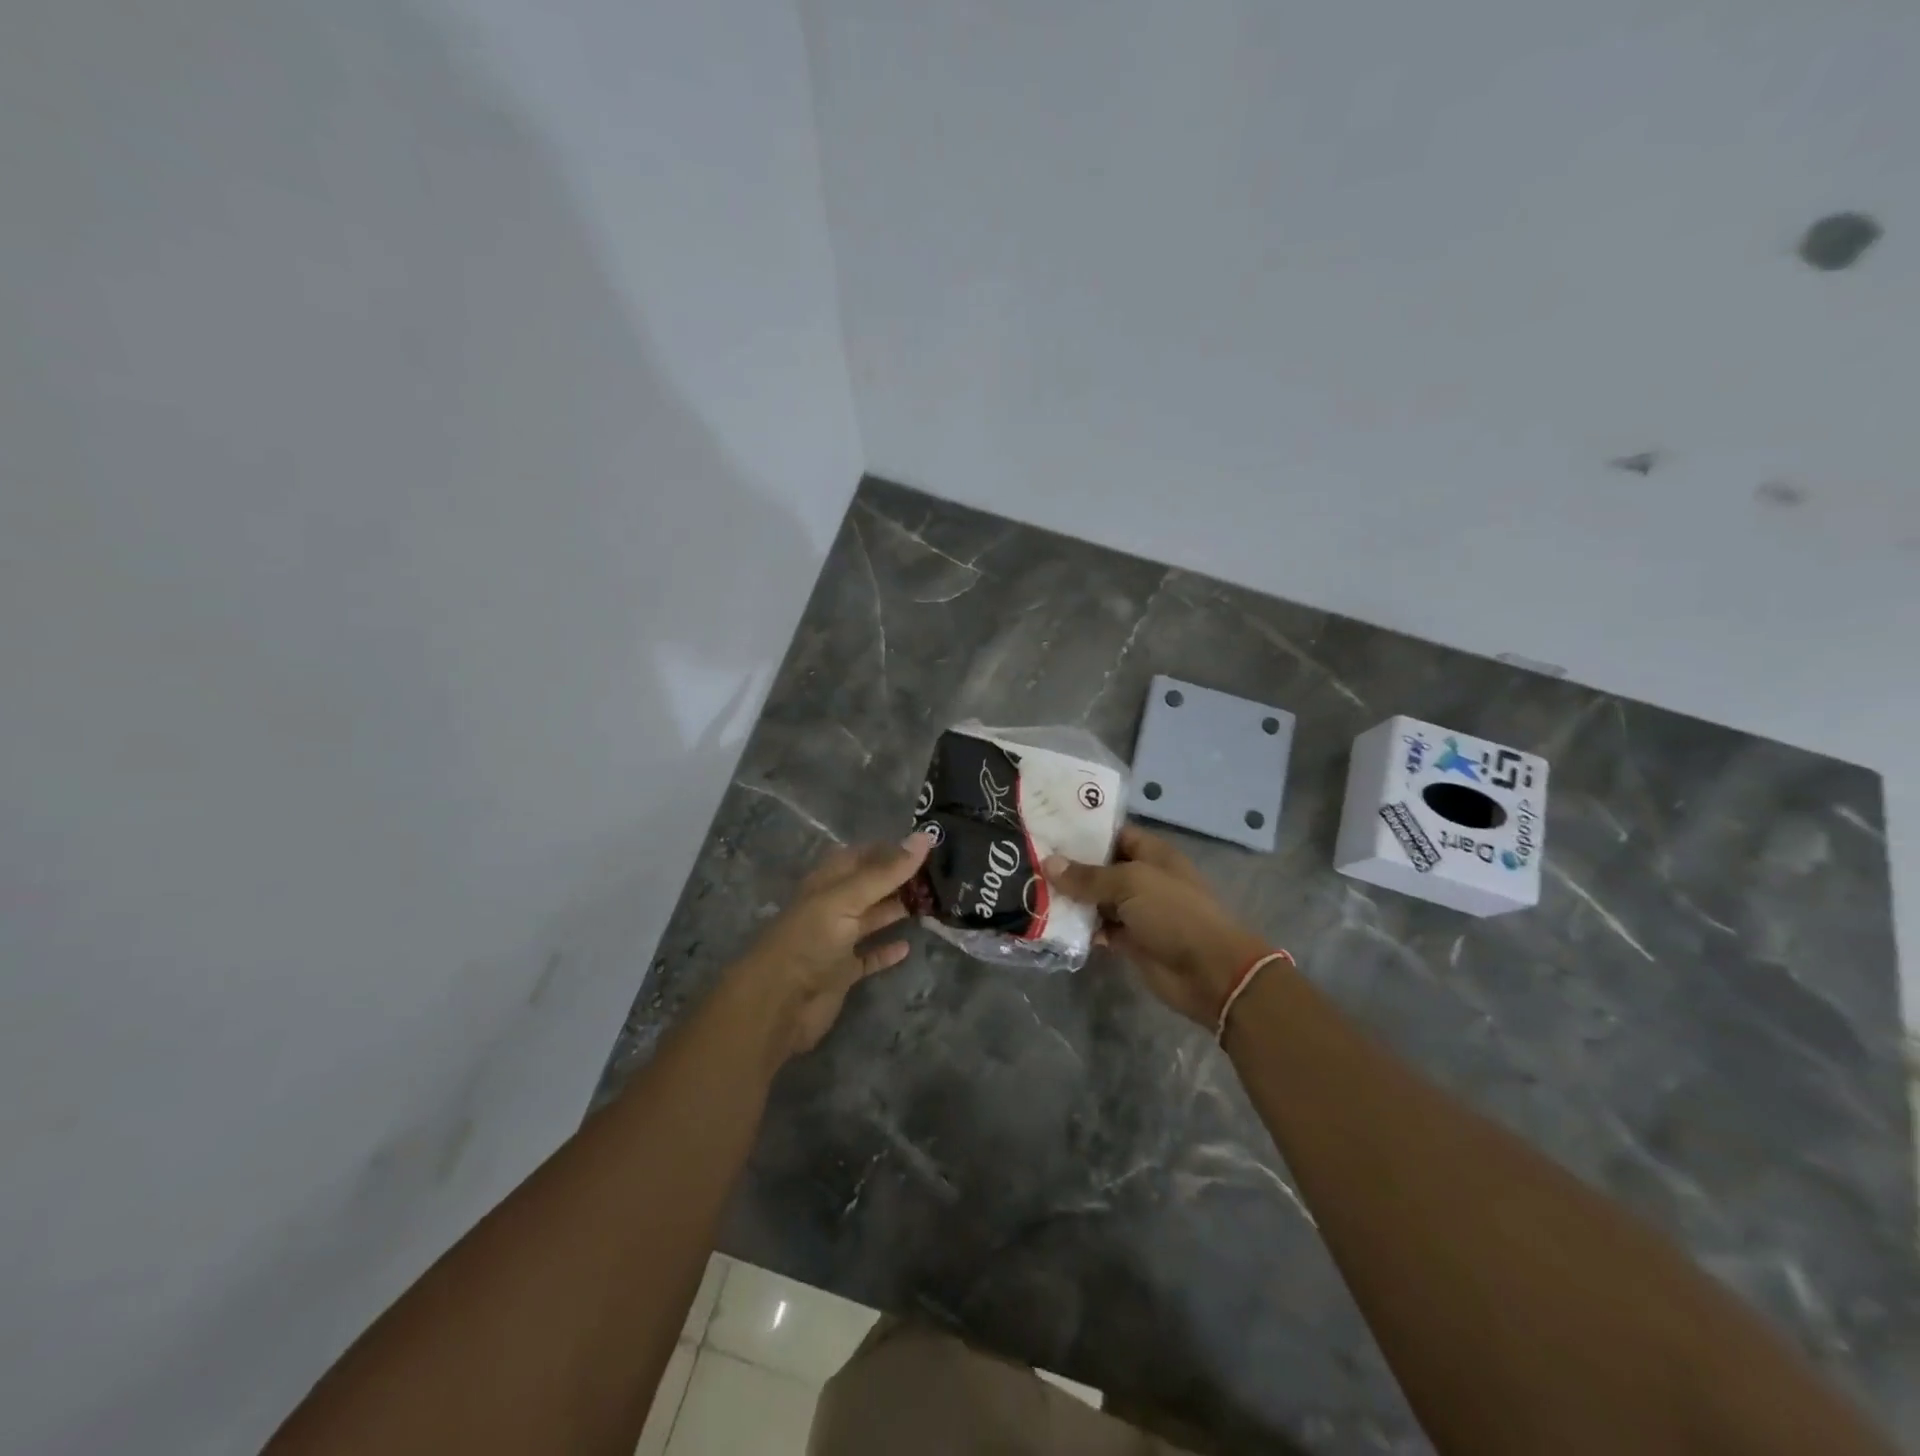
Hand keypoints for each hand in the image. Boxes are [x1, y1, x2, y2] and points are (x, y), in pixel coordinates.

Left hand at [726, 831, 934, 1060]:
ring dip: (896, 910)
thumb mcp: (846, 899)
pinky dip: (886, 951)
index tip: (926, 845)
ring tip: (933, 904)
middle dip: (898, 879)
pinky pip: (869, 957)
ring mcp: (836, 941)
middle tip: (939, 874)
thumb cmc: (809, 940)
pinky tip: (908, 947)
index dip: (889, 849)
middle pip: (869, 886)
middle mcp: (832, 907)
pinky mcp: (841, 972)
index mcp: (827, 882)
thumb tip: (924, 837)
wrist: (777, 1003)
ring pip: (871, 918)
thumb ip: (885, 872)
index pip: (861, 856)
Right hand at [1044, 824, 1268, 1026]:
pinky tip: (1048, 922)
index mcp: (1151, 854)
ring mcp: (1136, 910)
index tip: (1047, 830)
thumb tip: (1048, 863)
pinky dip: (1079, 927)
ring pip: (1096, 899)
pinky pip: (1098, 928)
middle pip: (1101, 867)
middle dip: (1069, 866)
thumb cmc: (1174, 914)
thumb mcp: (1130, 884)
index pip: (1113, 834)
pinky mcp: (1129, 940)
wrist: (1209, 973)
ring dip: (1070, 898)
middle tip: (1028, 859)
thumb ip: (1088, 876)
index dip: (1084, 831)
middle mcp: (1143, 878)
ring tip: (1028, 888)